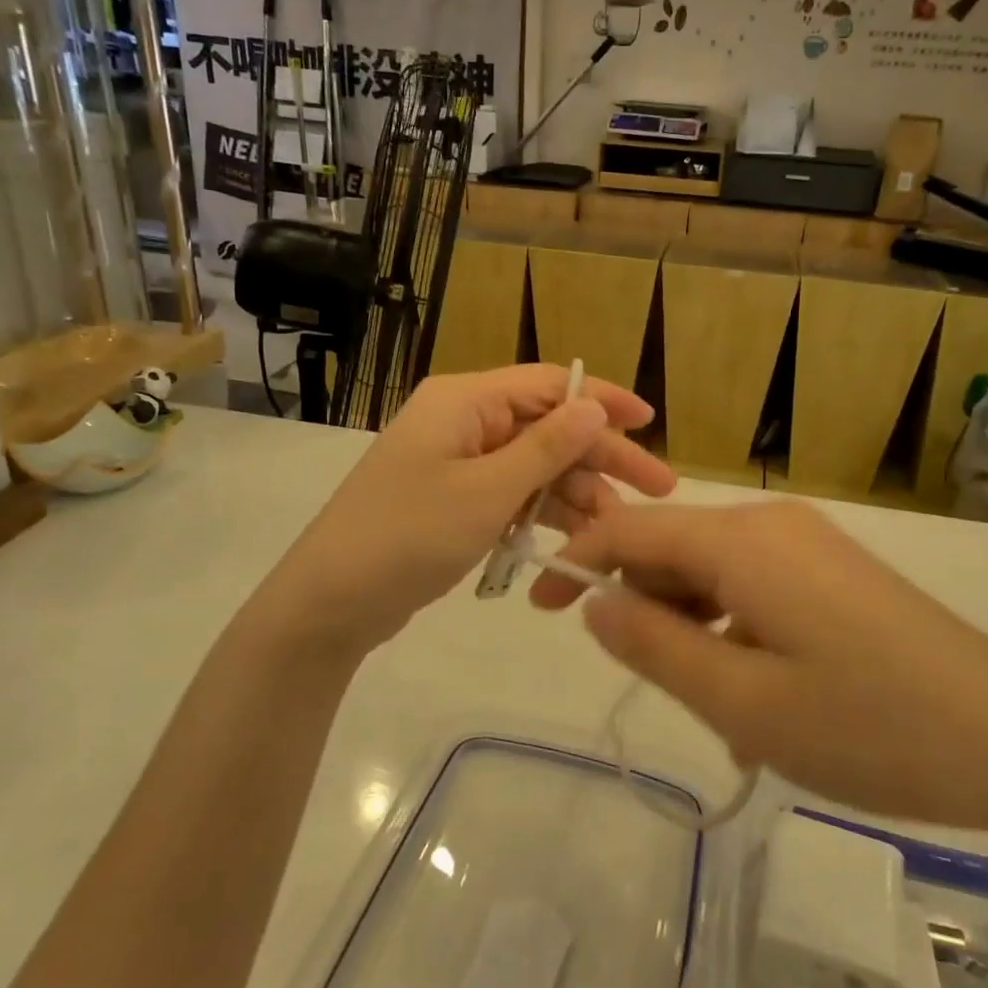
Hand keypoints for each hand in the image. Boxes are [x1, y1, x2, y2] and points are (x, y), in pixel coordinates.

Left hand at [267, 366, 675, 660]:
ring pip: (534, 465)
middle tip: (658, 489)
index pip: (549, 384)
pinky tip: (576, 540)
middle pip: (548, 427)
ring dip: (576, 493)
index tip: (650, 424)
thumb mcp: (486, 492)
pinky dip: (542, 512)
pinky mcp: (454, 497)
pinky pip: (512, 493)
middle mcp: (463, 420)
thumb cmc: (408, 537)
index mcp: (464, 401)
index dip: (603, 400)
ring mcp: (457, 460)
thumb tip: (594, 404)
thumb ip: (546, 447)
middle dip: (601, 457)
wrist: (329, 603)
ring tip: (618, 530)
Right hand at [530, 501, 987, 845]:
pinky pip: (755, 584)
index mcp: (741, 540)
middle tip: (644, 680)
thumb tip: (594, 604)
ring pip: (714, 570)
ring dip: (691, 626)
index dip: (575, 563)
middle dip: (639, 603)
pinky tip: (757, 693)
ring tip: (714, 707)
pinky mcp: (834, 568)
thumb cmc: (870, 726)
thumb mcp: (744, 700)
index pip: (630, 530)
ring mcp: (809, 542)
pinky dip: (733, 627)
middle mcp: (771, 523)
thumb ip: (655, 646)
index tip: (536, 607)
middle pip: (672, 547)